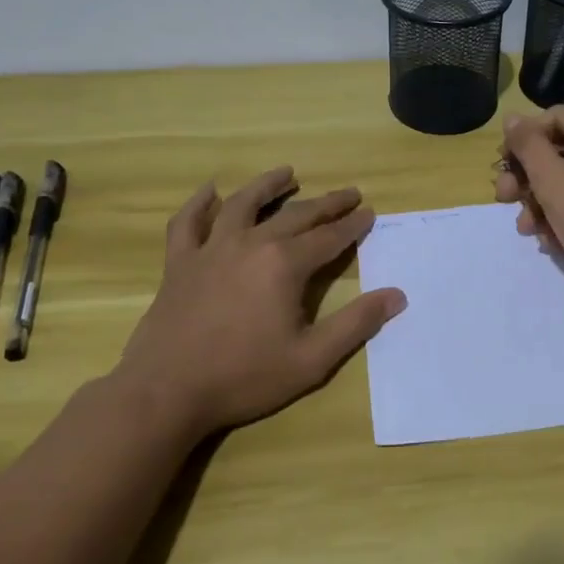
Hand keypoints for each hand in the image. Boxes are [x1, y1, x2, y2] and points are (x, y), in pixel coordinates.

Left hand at [118, 166, 406, 435]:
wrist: (166, 392)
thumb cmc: (244, 377)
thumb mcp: (311, 359)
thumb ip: (356, 324)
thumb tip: (397, 295)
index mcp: (285, 265)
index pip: (329, 238)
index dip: (353, 225)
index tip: (369, 213)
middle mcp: (251, 244)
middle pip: (296, 215)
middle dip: (327, 204)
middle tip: (349, 193)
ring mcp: (211, 249)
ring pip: (243, 204)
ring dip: (269, 185)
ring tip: (288, 172)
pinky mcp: (179, 262)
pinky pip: (188, 223)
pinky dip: (200, 203)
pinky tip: (211, 191)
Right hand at [495, 107, 563, 308]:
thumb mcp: (557, 185)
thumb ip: (530, 148)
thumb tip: (511, 119)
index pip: (558, 118)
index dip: (524, 138)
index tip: (501, 164)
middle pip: (561, 148)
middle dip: (528, 176)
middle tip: (504, 197)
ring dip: (539, 201)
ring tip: (526, 228)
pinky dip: (560, 215)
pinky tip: (546, 239)